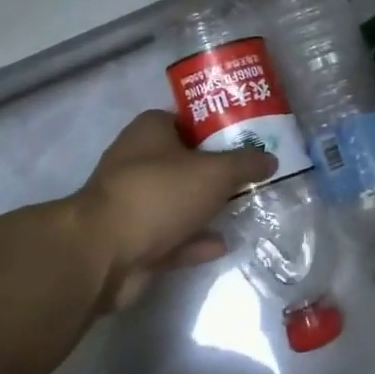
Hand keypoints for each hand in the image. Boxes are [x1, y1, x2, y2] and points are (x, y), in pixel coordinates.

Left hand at [74, 110, 276, 311]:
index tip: (245, 137)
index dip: (215, 126)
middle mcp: (136, 162)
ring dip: (204, 207)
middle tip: (250, 174)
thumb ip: (245, 163)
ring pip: (177, 201)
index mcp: (149, 131)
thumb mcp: (215, 172)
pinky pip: (171, 237)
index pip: (185, 119)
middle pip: (183, 161)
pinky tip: (223, 244)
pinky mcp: (131, 241)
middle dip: (215, 169)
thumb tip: (270, 158)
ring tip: (242, 208)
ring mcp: (132, 203)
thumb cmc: (160, 194)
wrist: (104, 254)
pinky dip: (194, 240)